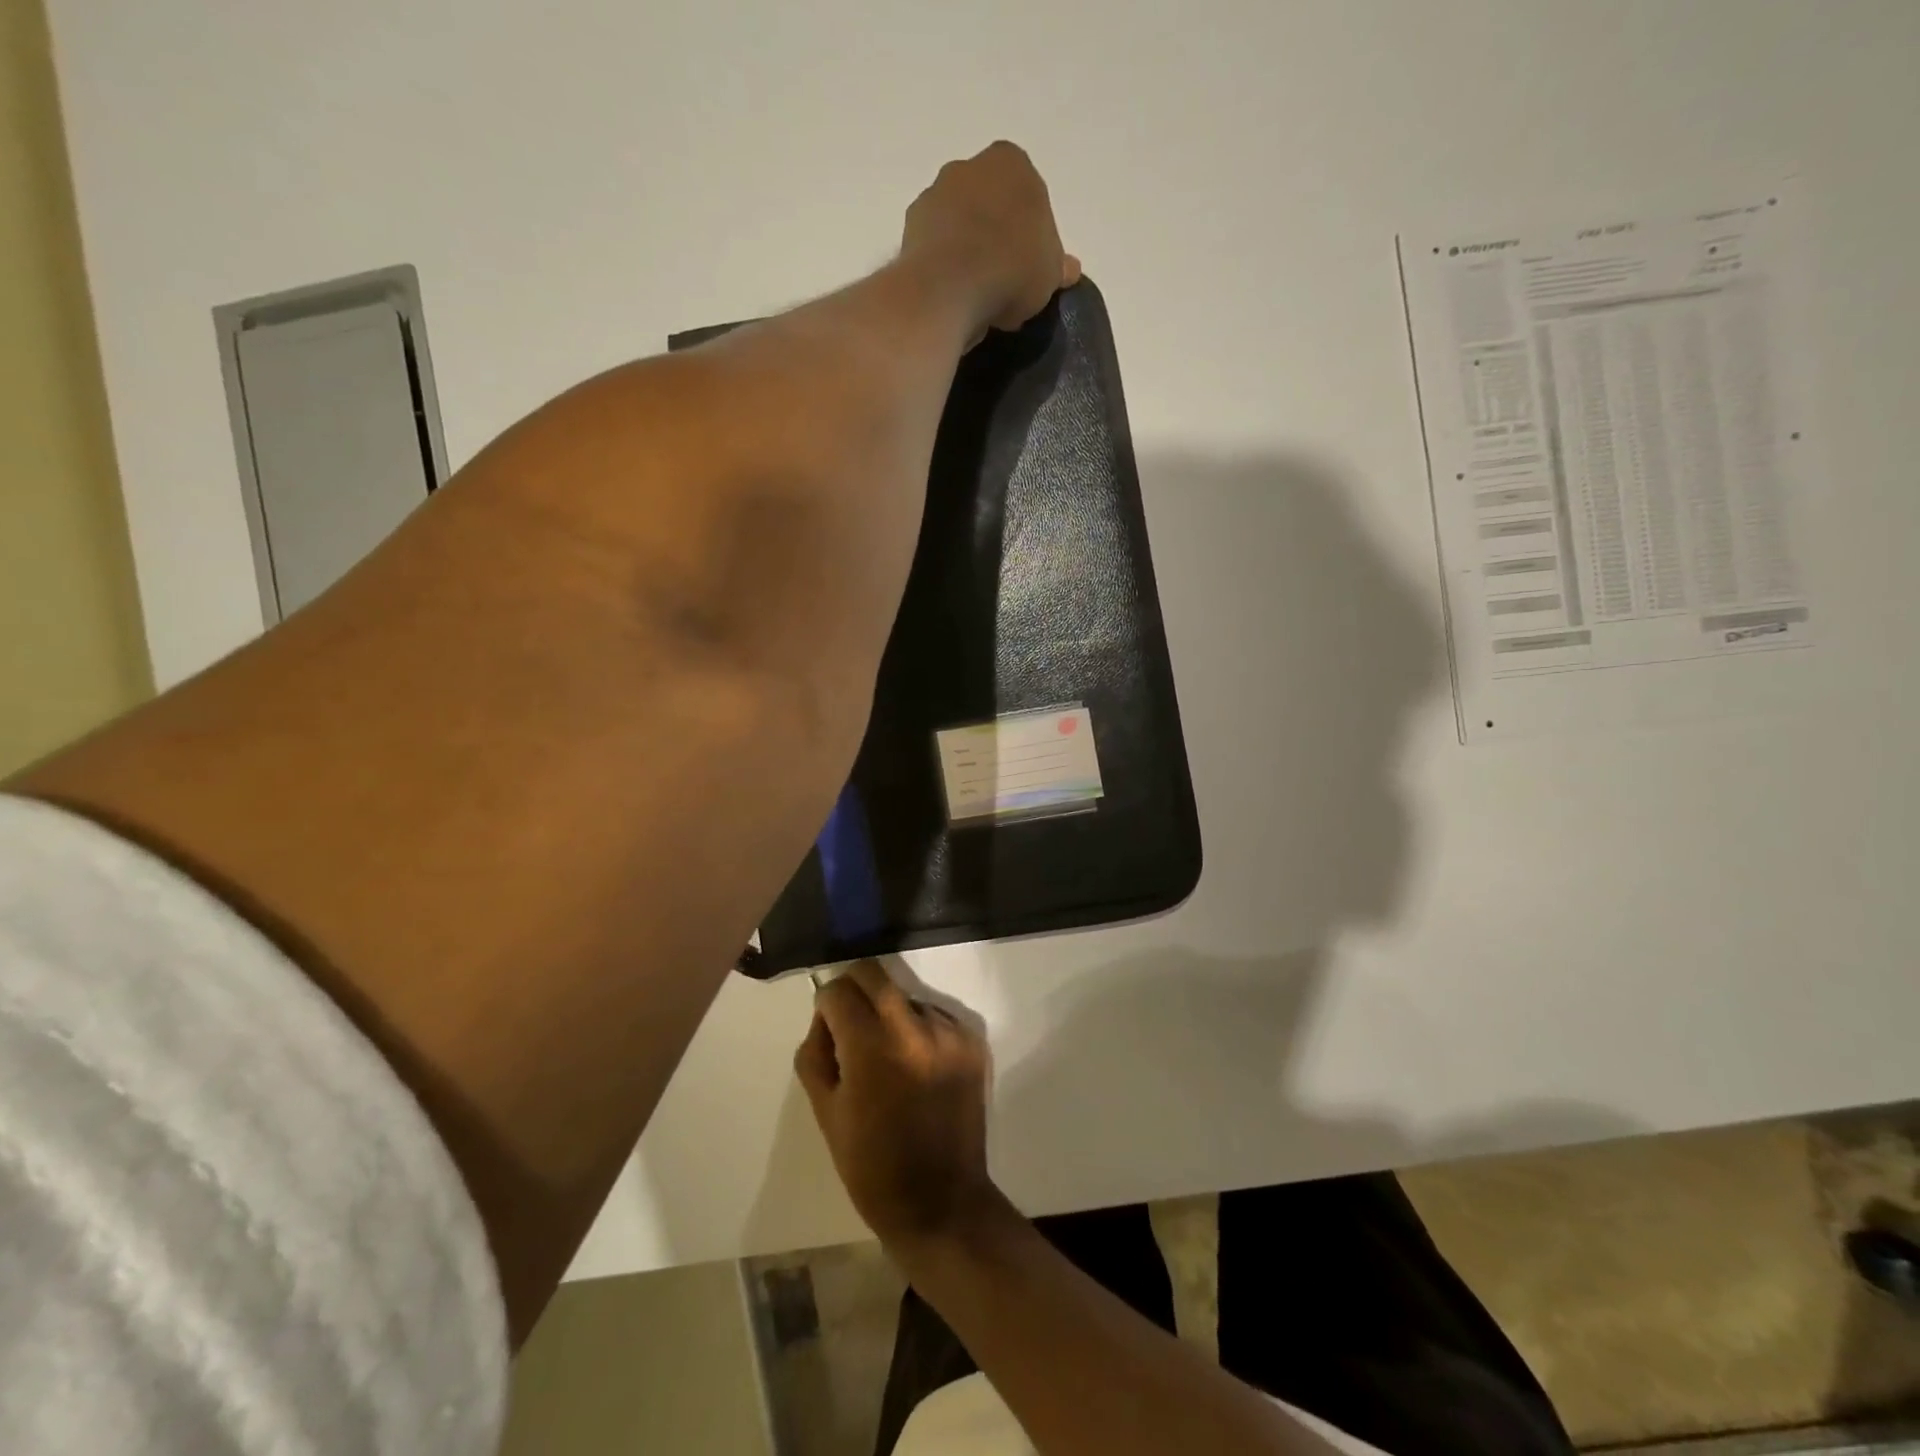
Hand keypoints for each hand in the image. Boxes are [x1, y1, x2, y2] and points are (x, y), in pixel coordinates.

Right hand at [794, 961, 998, 1252]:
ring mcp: (949, 1032)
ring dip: (890, 1013)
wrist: (941, 1203)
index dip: (826, 1005)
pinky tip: (918, 1067)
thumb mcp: (825, 1112)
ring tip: (891, 1058)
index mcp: (872, 1048)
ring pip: (906, 995)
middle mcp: (915, 1028)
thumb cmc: (872, 1165)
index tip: (828, 1028)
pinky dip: (920, 1029)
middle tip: (850, 1023)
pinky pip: (935, 1015)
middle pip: (874, 974)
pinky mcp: (973, 1042)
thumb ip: (816, 1052)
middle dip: (854, 990)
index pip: (839, 990)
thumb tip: (826, 1017)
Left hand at [902, 141, 1080, 334]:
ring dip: (967, 253)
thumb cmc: (1012, 268)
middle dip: (996, 236)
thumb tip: (1068, 269)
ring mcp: (933, 195)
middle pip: (988, 205)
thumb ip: (1058, 266)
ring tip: (977, 297)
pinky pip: (935, 250)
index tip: (1030, 267)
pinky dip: (944, 269)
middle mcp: (967, 167)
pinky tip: (954, 297)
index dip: (1031, 234)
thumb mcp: (1050, 273)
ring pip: (959, 226)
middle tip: (1005, 282)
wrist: (950, 287)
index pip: (1027, 194)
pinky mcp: (909, 230)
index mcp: (1010, 162)